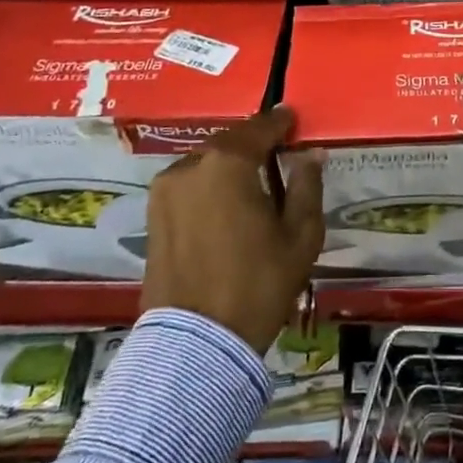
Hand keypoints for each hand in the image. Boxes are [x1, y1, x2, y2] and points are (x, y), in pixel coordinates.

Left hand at [140, 106, 323, 353]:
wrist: (197, 344)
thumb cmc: (258, 284)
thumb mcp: (301, 235)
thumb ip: (307, 185)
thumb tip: (310, 155)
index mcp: (227, 164)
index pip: (259, 128)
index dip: (280, 122)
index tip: (292, 118)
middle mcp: (189, 167)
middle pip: (229, 144)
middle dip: (253, 145)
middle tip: (277, 154)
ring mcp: (164, 192)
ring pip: (206, 164)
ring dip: (229, 167)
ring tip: (253, 184)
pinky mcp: (152, 217)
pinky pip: (189, 186)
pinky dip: (210, 187)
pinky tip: (227, 206)